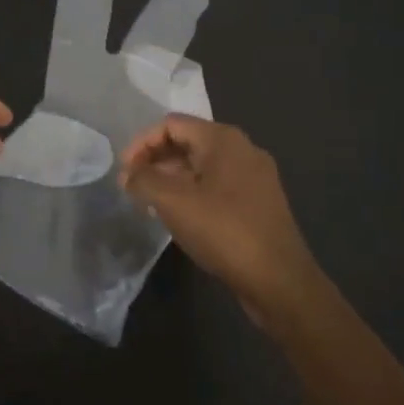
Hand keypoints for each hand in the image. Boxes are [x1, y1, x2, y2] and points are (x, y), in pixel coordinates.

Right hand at [119, 115, 324, 325]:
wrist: (279, 280)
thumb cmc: (223, 231)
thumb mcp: (173, 202)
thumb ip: (143, 180)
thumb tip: (128, 174)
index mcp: (223, 139)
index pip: (171, 124)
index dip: (141, 143)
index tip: (124, 172)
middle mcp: (242, 149)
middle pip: (187, 141)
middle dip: (155, 160)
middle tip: (133, 187)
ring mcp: (254, 176)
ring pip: (202, 165)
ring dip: (171, 177)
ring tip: (150, 202)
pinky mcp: (259, 201)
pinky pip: (217, 184)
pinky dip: (192, 192)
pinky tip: (179, 215)